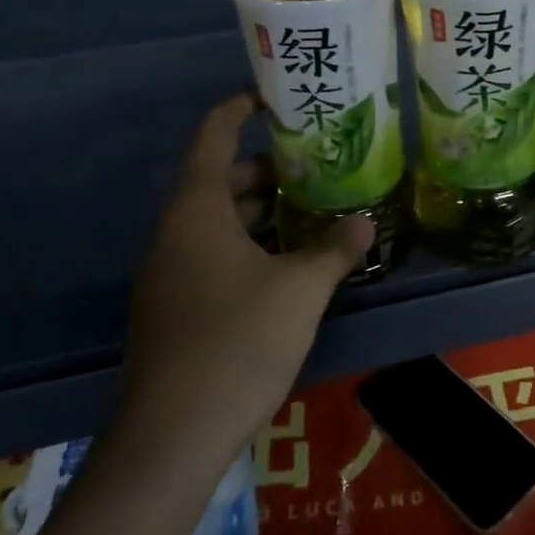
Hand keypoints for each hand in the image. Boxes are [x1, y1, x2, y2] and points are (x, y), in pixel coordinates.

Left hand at [117, 93, 372, 452]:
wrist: (171, 438)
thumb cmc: (237, 342)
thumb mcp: (300, 290)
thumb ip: (334, 250)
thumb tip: (367, 223)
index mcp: (196, 211)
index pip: (212, 138)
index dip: (237, 109)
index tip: (270, 96)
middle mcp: (173, 233)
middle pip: (217, 181)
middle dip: (263, 170)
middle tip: (312, 166)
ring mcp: (167, 274)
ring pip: (215, 224)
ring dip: (258, 214)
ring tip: (309, 212)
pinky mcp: (172, 310)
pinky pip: (210, 257)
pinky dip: (246, 247)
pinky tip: (286, 267)